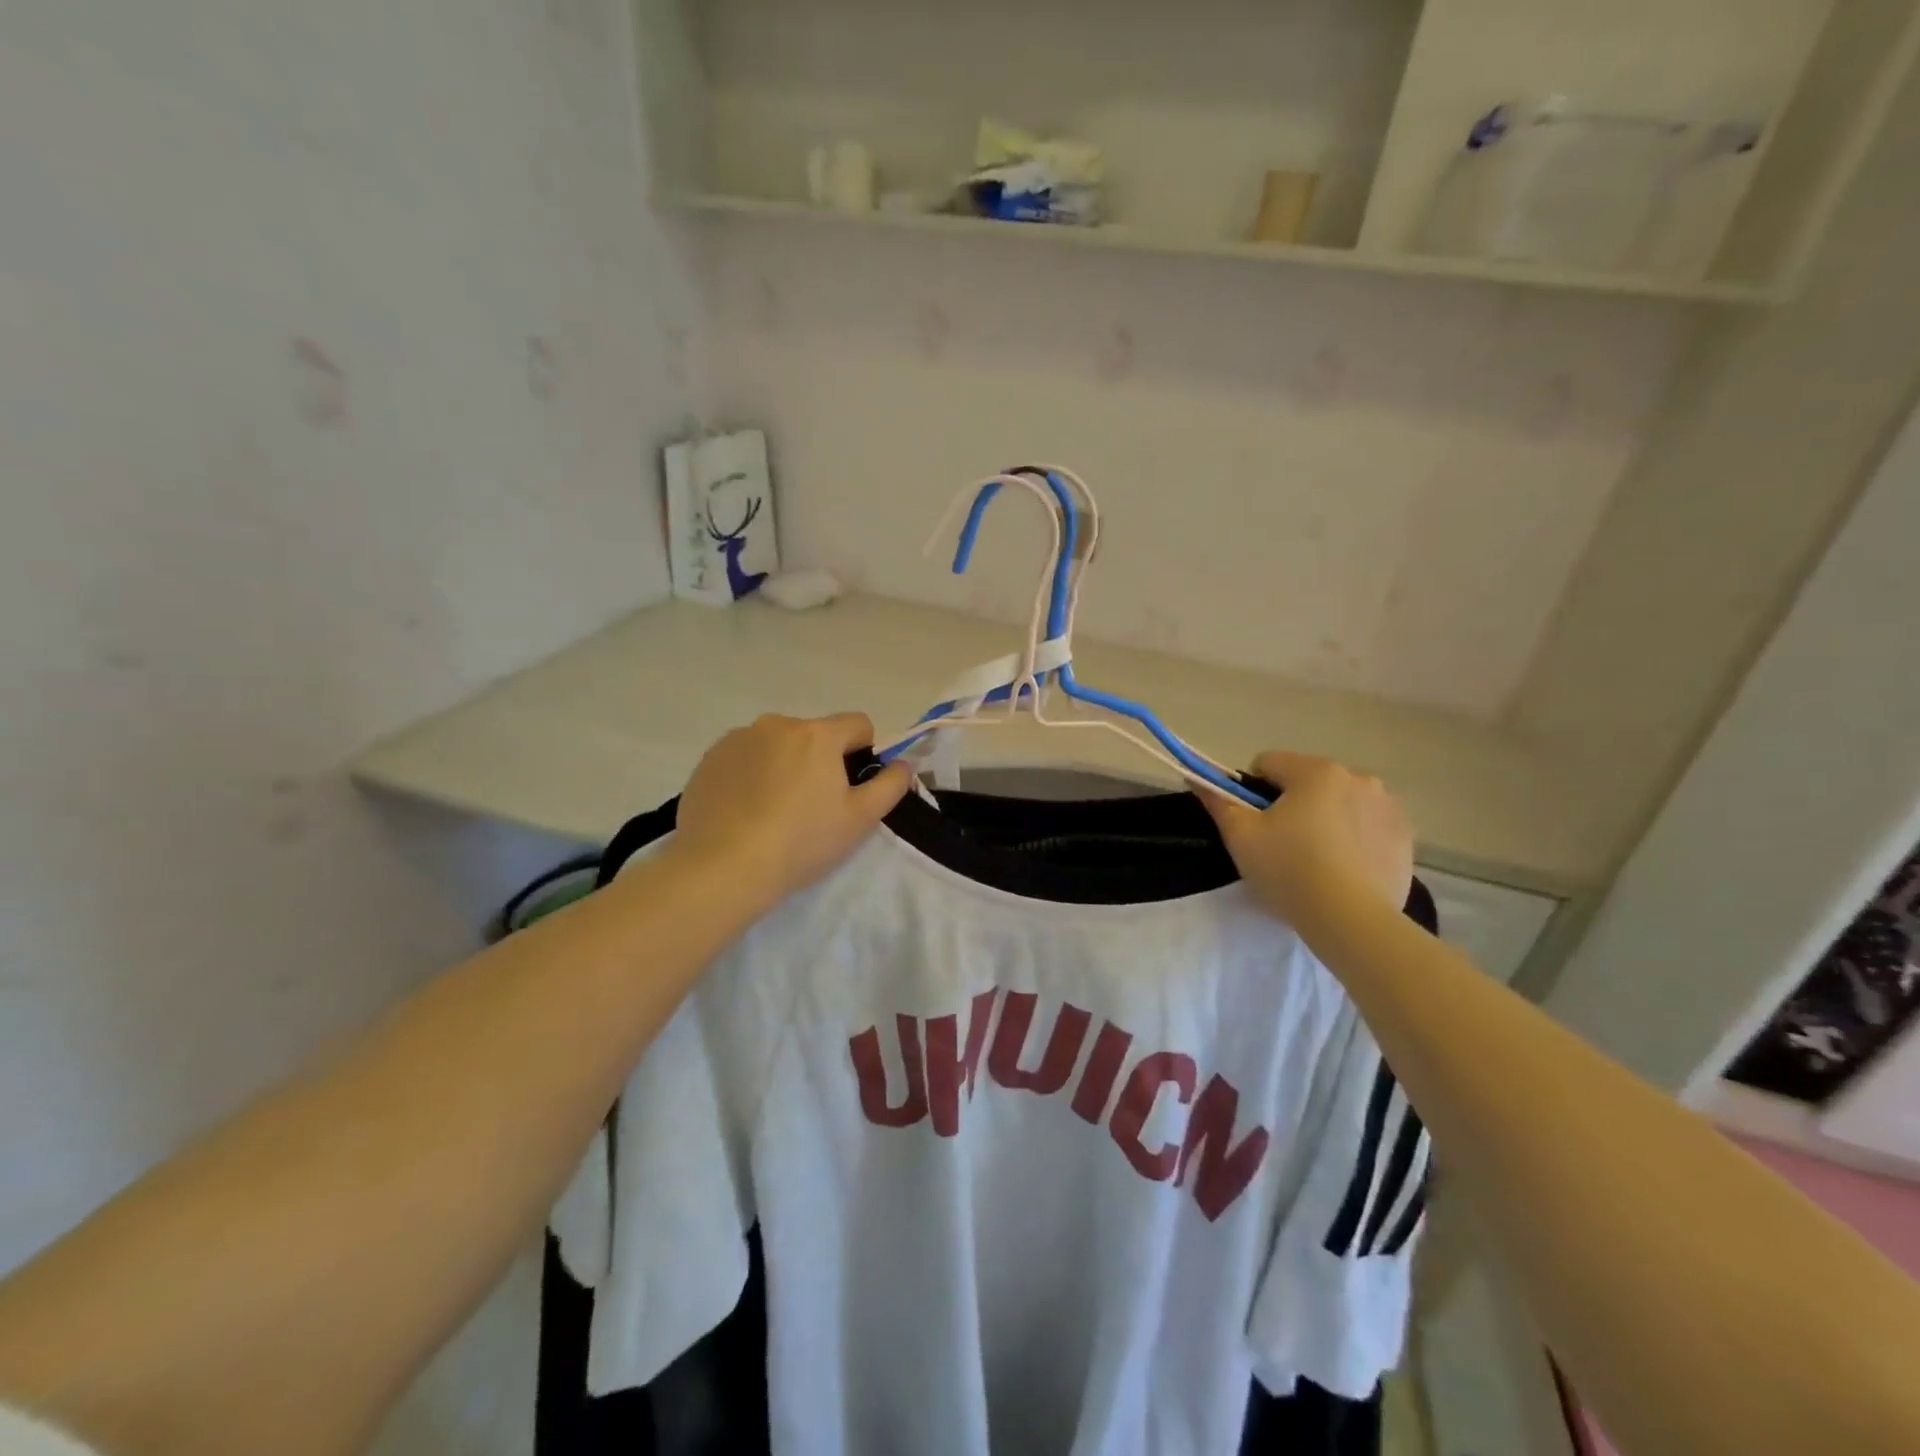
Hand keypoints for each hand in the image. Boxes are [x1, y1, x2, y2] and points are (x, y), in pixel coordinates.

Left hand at [668, 713, 912, 909]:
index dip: (864, 754)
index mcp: (817, 733)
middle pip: (814, 735)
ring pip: (777, 745)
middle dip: (820, 761)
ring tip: (773, 812)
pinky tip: (744, 812)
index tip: (851, 789)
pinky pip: (743, 758)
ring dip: (783, 765)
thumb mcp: (860, 819)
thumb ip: (891, 784)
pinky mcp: (709, 759)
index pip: (858, 724)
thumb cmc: (801, 842)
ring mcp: (738, 739)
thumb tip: (902, 764)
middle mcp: (777, 724)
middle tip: (812, 808)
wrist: (722, 867)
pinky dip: (750, 775)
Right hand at [1199, 751, 1413, 927]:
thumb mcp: (1241, 837)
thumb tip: (1197, 779)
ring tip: (1317, 860)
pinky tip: (1345, 869)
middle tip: (1283, 846)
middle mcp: (1357, 777)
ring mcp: (1387, 806)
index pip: (1268, 763)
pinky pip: (1368, 825)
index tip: (1253, 824)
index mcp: (1315, 771)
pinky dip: (1354, 838)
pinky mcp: (1405, 836)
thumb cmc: (1290, 870)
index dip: (1252, 791)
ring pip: (1340, 802)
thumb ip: (1218, 802)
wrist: (1353, 921)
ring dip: (1326, 818)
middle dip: (1292, 804)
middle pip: (1307, 781)